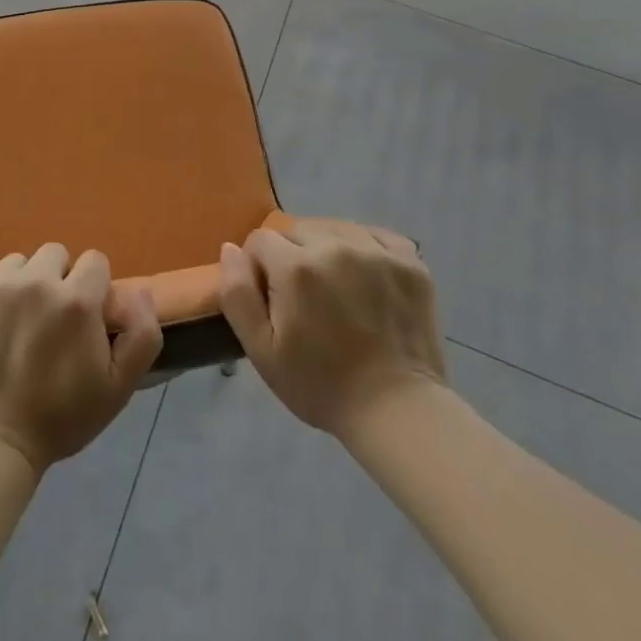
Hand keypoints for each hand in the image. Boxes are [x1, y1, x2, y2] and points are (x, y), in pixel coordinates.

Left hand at [0, 244, 162, 474]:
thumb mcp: (118, 388)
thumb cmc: (59, 419)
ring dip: (22, 285)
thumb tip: (140, 290)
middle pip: (55, 254)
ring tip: (16, 324)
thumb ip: (142, 335)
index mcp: (76, 301)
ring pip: (18, 264)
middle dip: (58, 280)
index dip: (93, 288)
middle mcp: (35, 282)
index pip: (94, 261)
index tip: (84, 318)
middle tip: (49, 321)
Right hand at [219, 219, 446, 439]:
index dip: (260, 268)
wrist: (397, 412)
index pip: (261, 240)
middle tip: (306, 299)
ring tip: (337, 288)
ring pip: (335, 229)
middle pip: (298, 230)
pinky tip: (367, 277)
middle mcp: (335, 246)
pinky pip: (375, 235)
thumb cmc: (321, 385)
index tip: (273, 299)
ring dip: (328, 249)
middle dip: (293, 257)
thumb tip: (230, 248)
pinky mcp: (409, 260)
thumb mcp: (262, 351)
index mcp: (296, 267)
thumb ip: (237, 294)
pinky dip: (366, 249)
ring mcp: (376, 250)